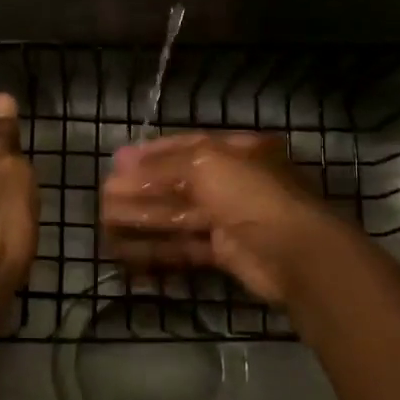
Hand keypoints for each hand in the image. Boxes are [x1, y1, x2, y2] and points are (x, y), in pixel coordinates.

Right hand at [101, 132, 341, 304]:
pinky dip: (157, 249)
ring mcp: (231, 218)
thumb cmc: (251, 194)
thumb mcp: (205, 165)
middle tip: (104, 198)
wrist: (295, 254)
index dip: (150, 154)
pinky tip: (128, 251)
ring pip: (178, 216)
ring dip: (142, 219)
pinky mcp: (226, 251)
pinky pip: (185, 247)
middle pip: (178, 184)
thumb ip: (161, 165)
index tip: (117, 164)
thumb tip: (120, 161)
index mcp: (237, 152)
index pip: (187, 146)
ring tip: (106, 225)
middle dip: (140, 191)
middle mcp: (234, 181)